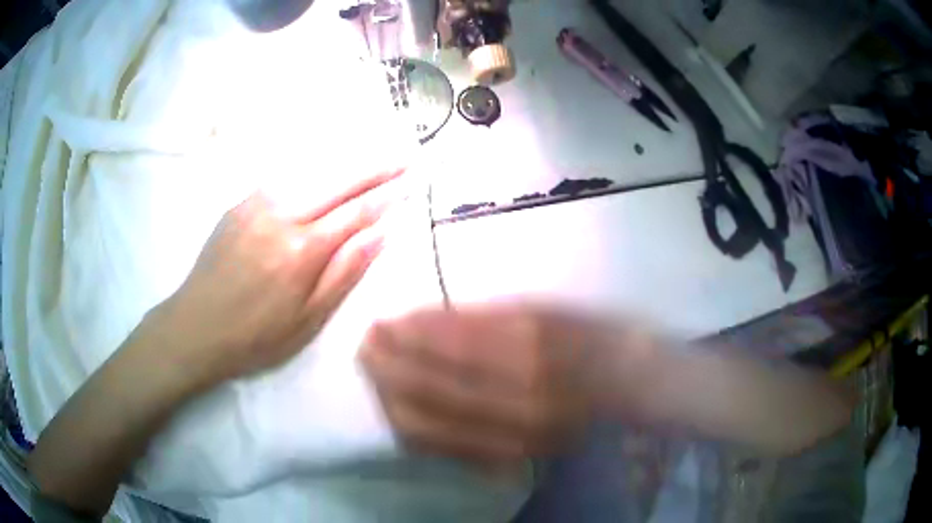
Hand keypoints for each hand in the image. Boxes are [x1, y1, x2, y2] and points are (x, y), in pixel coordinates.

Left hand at [149, 167, 405, 388]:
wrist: (195, 327)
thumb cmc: (256, 337)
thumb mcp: (307, 320)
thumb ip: (344, 273)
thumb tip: (381, 235)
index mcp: (302, 251)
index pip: (356, 213)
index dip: (388, 196)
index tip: (412, 181)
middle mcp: (281, 216)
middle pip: (337, 182)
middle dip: (374, 168)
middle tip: (403, 157)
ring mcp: (256, 204)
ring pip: (309, 173)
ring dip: (344, 162)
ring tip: (372, 154)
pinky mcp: (239, 204)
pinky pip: (283, 179)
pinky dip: (310, 171)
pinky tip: (322, 171)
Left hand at [360, 304, 618, 465]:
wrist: (633, 391)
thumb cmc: (595, 338)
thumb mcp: (549, 311)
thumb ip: (487, 318)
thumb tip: (427, 321)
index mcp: (534, 352)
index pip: (449, 347)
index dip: (407, 335)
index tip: (380, 321)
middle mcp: (519, 403)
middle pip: (429, 391)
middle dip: (386, 366)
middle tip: (365, 345)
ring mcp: (512, 439)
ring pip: (427, 427)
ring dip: (389, 399)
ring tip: (373, 373)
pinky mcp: (510, 459)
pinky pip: (444, 451)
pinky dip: (412, 430)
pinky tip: (396, 408)